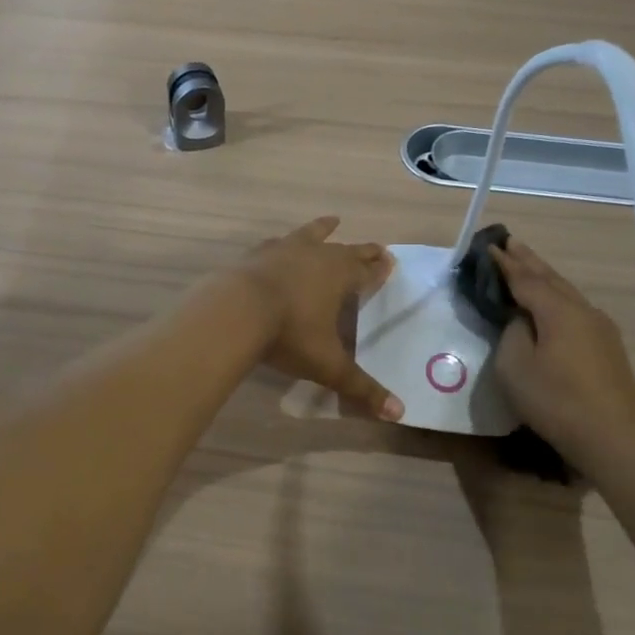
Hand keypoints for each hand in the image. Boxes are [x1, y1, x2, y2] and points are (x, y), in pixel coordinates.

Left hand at [235, 217, 402, 420]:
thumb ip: (361, 387)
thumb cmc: (289, 334)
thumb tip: (398, 413)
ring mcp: (284, 250)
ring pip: (310, 234)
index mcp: (340, 276)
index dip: (379, 268)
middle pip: (345, 250)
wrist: (235, 311)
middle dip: (362, 251)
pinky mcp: (256, 254)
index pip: (367, 270)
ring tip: (332, 221)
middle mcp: (316, 255)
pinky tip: (278, 243)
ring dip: (323, 229)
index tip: (390, 261)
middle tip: (376, 248)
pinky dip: (283, 243)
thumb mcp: (328, 364)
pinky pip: (276, 243)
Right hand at [490, 240, 634, 464]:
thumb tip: (521, 319)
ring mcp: (600, 328)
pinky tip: (552, 302)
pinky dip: (556, 297)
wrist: (612, 437)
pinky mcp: (607, 347)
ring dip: (544, 276)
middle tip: (508, 241)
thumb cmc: (555, 400)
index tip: (487, 246)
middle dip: (528, 260)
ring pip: (566, 292)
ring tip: (527, 265)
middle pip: (550, 278)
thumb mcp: (514, 366)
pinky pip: (575, 310)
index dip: (504, 263)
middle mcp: (582, 310)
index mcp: (558, 310)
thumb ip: (512, 332)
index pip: (524, 278)